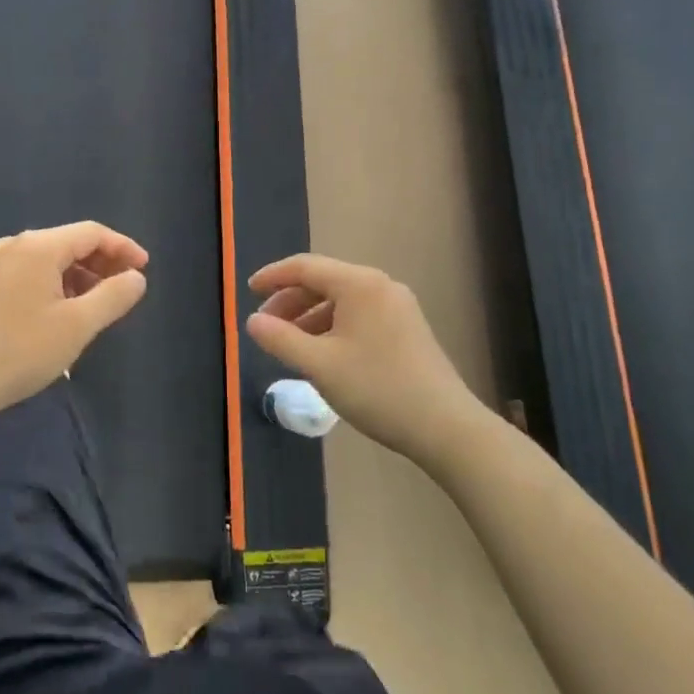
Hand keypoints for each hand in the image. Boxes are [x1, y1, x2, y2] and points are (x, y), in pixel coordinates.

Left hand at [0, 222, 149, 422]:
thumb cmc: (22, 351)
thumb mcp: (78, 325)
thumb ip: (113, 296)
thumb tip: (135, 277)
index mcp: (37, 247)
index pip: (91, 233)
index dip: (122, 247)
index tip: (143, 269)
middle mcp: (12, 245)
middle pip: (67, 242)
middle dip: (100, 262)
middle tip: (123, 288)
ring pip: (46, 259)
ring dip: (76, 275)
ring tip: (95, 304)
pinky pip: (26, 272)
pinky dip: (51, 283)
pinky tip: (59, 311)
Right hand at [246, 254, 479, 467]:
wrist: (446, 426)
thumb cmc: (377, 389)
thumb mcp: (319, 365)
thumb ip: (279, 339)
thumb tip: (252, 321)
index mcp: (358, 283)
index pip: (305, 267)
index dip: (273, 277)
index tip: (248, 292)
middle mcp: (379, 285)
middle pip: (324, 281)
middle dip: (290, 300)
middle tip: (266, 325)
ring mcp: (398, 305)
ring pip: (342, 300)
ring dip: (310, 316)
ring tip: (290, 344)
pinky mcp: (407, 327)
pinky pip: (359, 314)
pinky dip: (333, 326)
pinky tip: (323, 352)